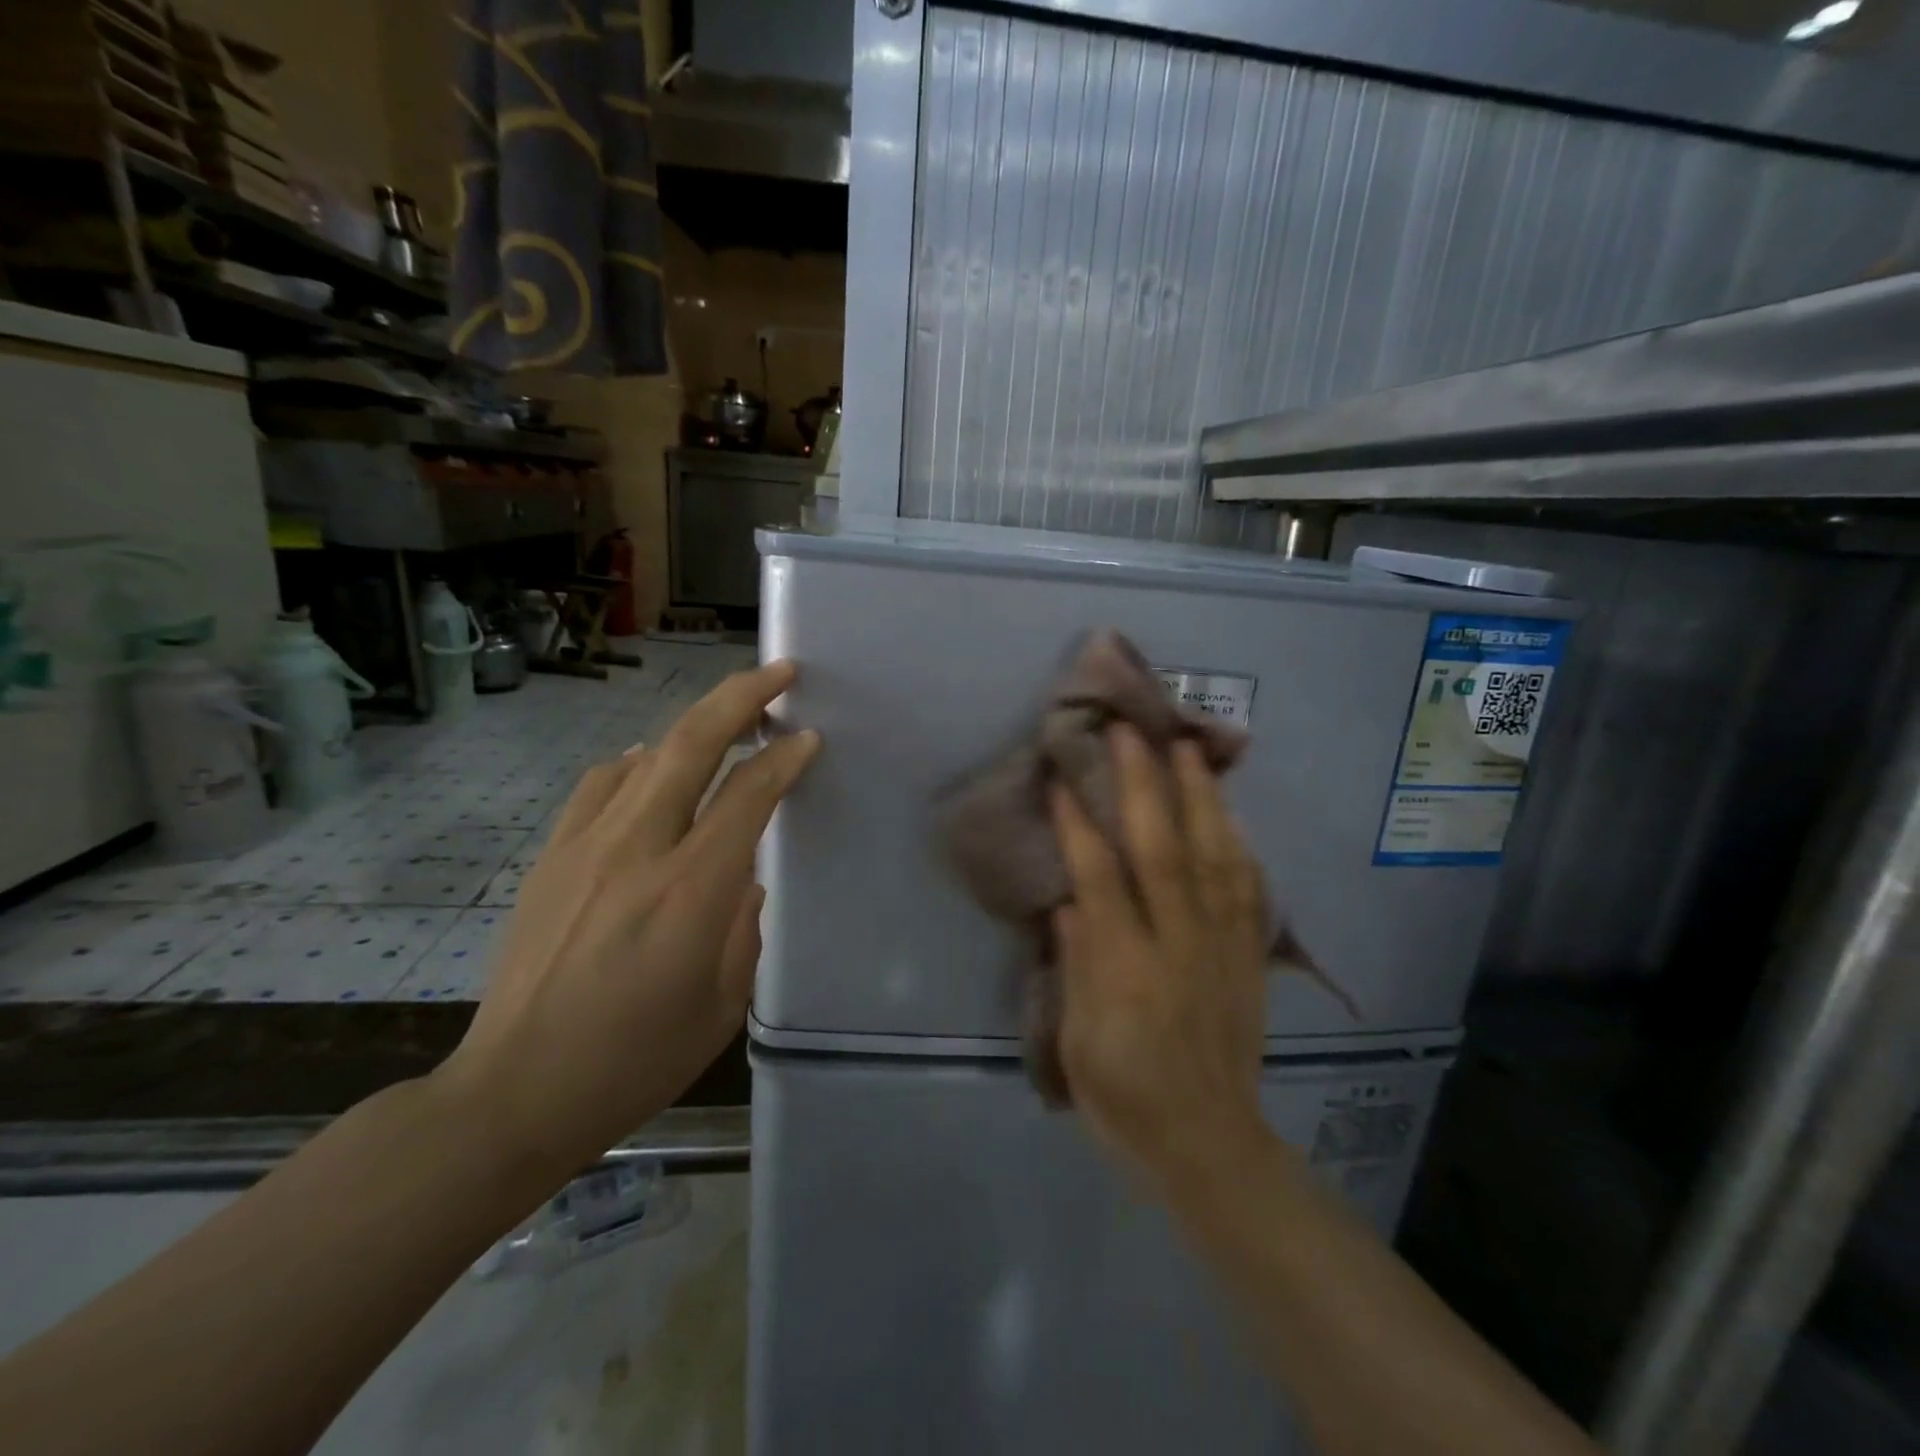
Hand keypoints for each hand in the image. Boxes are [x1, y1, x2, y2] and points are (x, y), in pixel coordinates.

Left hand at [436, 661, 818, 1181]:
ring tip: (726, 718)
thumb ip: (744, 925)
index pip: (748, 794)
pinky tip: (651, 768)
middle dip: (740, 697)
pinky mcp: (552, 856)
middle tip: (777, 673)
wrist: (516, 1091)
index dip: (785, 758)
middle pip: (692, 743)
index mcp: (691, 890)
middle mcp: (638, 849)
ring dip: (694, 726)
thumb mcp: (723, 1002)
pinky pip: (600, 784)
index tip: (809, 738)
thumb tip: (743, 878)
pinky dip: (637, 762)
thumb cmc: (636, 1058)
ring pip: (646, 754)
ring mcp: (586, 846)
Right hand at [1051, 724, 1271, 1187]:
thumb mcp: (1080, 1044)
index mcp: (1128, 970)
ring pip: (1215, 857)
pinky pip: (1249, 890)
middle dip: (1145, 785)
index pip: (1101, 879)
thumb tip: (1070, 902)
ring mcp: (1223, 947)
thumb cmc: (1125, 1099)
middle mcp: (1180, 945)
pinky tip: (1230, 813)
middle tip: (1132, 732)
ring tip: (1188, 748)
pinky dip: (1238, 845)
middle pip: (1163, 850)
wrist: (1209, 1144)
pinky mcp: (1249, 957)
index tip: (1065, 778)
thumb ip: (1077, 966)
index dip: (1080, 825)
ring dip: (1200, 798)